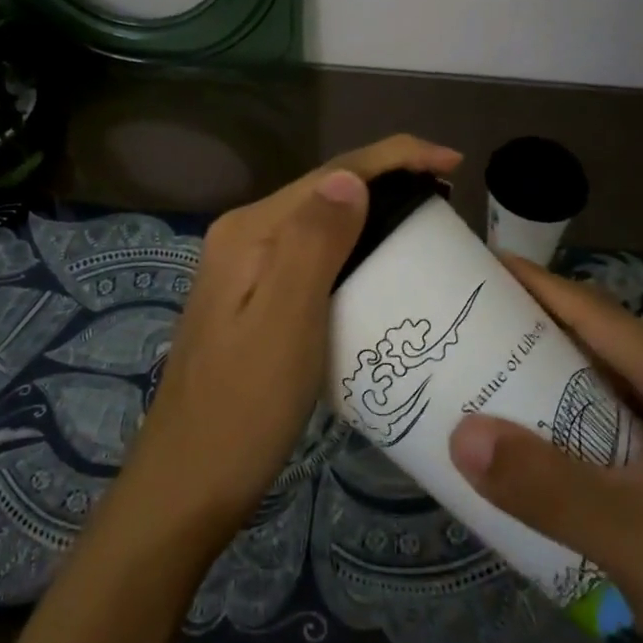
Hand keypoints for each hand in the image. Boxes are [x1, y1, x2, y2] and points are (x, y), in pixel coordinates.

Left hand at [127, 134, 462, 541]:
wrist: (188, 484)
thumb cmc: (244, 408)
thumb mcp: (286, 321)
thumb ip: (314, 242)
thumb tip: (351, 177)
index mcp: (251, 230)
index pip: (333, 173)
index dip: (396, 157)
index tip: (454, 162)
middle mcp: (244, 236)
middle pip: (327, 191)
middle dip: (389, 181)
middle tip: (448, 200)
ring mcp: (245, 268)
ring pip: (321, 222)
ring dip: (374, 213)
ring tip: (427, 226)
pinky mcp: (253, 299)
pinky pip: (313, 255)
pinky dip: (354, 249)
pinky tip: (379, 268)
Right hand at [446, 256, 642, 642]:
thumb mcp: (634, 537)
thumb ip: (545, 484)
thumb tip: (460, 434)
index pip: (595, 312)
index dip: (534, 284)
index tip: (476, 266)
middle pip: (595, 345)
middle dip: (529, 332)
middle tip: (461, 329)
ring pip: (601, 391)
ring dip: (544, 384)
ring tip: (478, 381)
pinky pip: (609, 433)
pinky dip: (565, 430)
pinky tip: (527, 450)